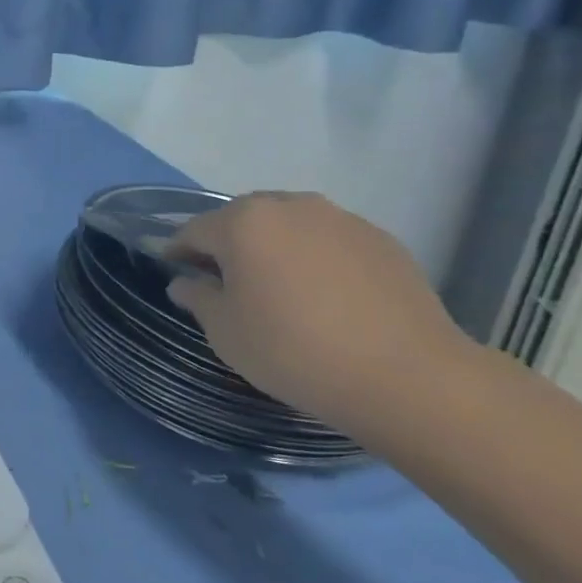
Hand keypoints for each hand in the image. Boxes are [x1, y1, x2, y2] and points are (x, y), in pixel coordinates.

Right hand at [162, 192, 473, 427]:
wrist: (407, 376)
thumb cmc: (294, 351)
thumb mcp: (226, 332)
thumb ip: (198, 298)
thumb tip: (185, 282)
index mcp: (243, 223)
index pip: (194, 230)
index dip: (178, 252)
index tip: (174, 272)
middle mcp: (290, 206)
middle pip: (242, 219)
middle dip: (227, 245)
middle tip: (226, 283)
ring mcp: (340, 218)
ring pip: (289, 225)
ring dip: (273, 248)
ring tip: (279, 288)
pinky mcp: (381, 239)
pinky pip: (329, 240)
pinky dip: (315, 258)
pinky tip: (325, 297)